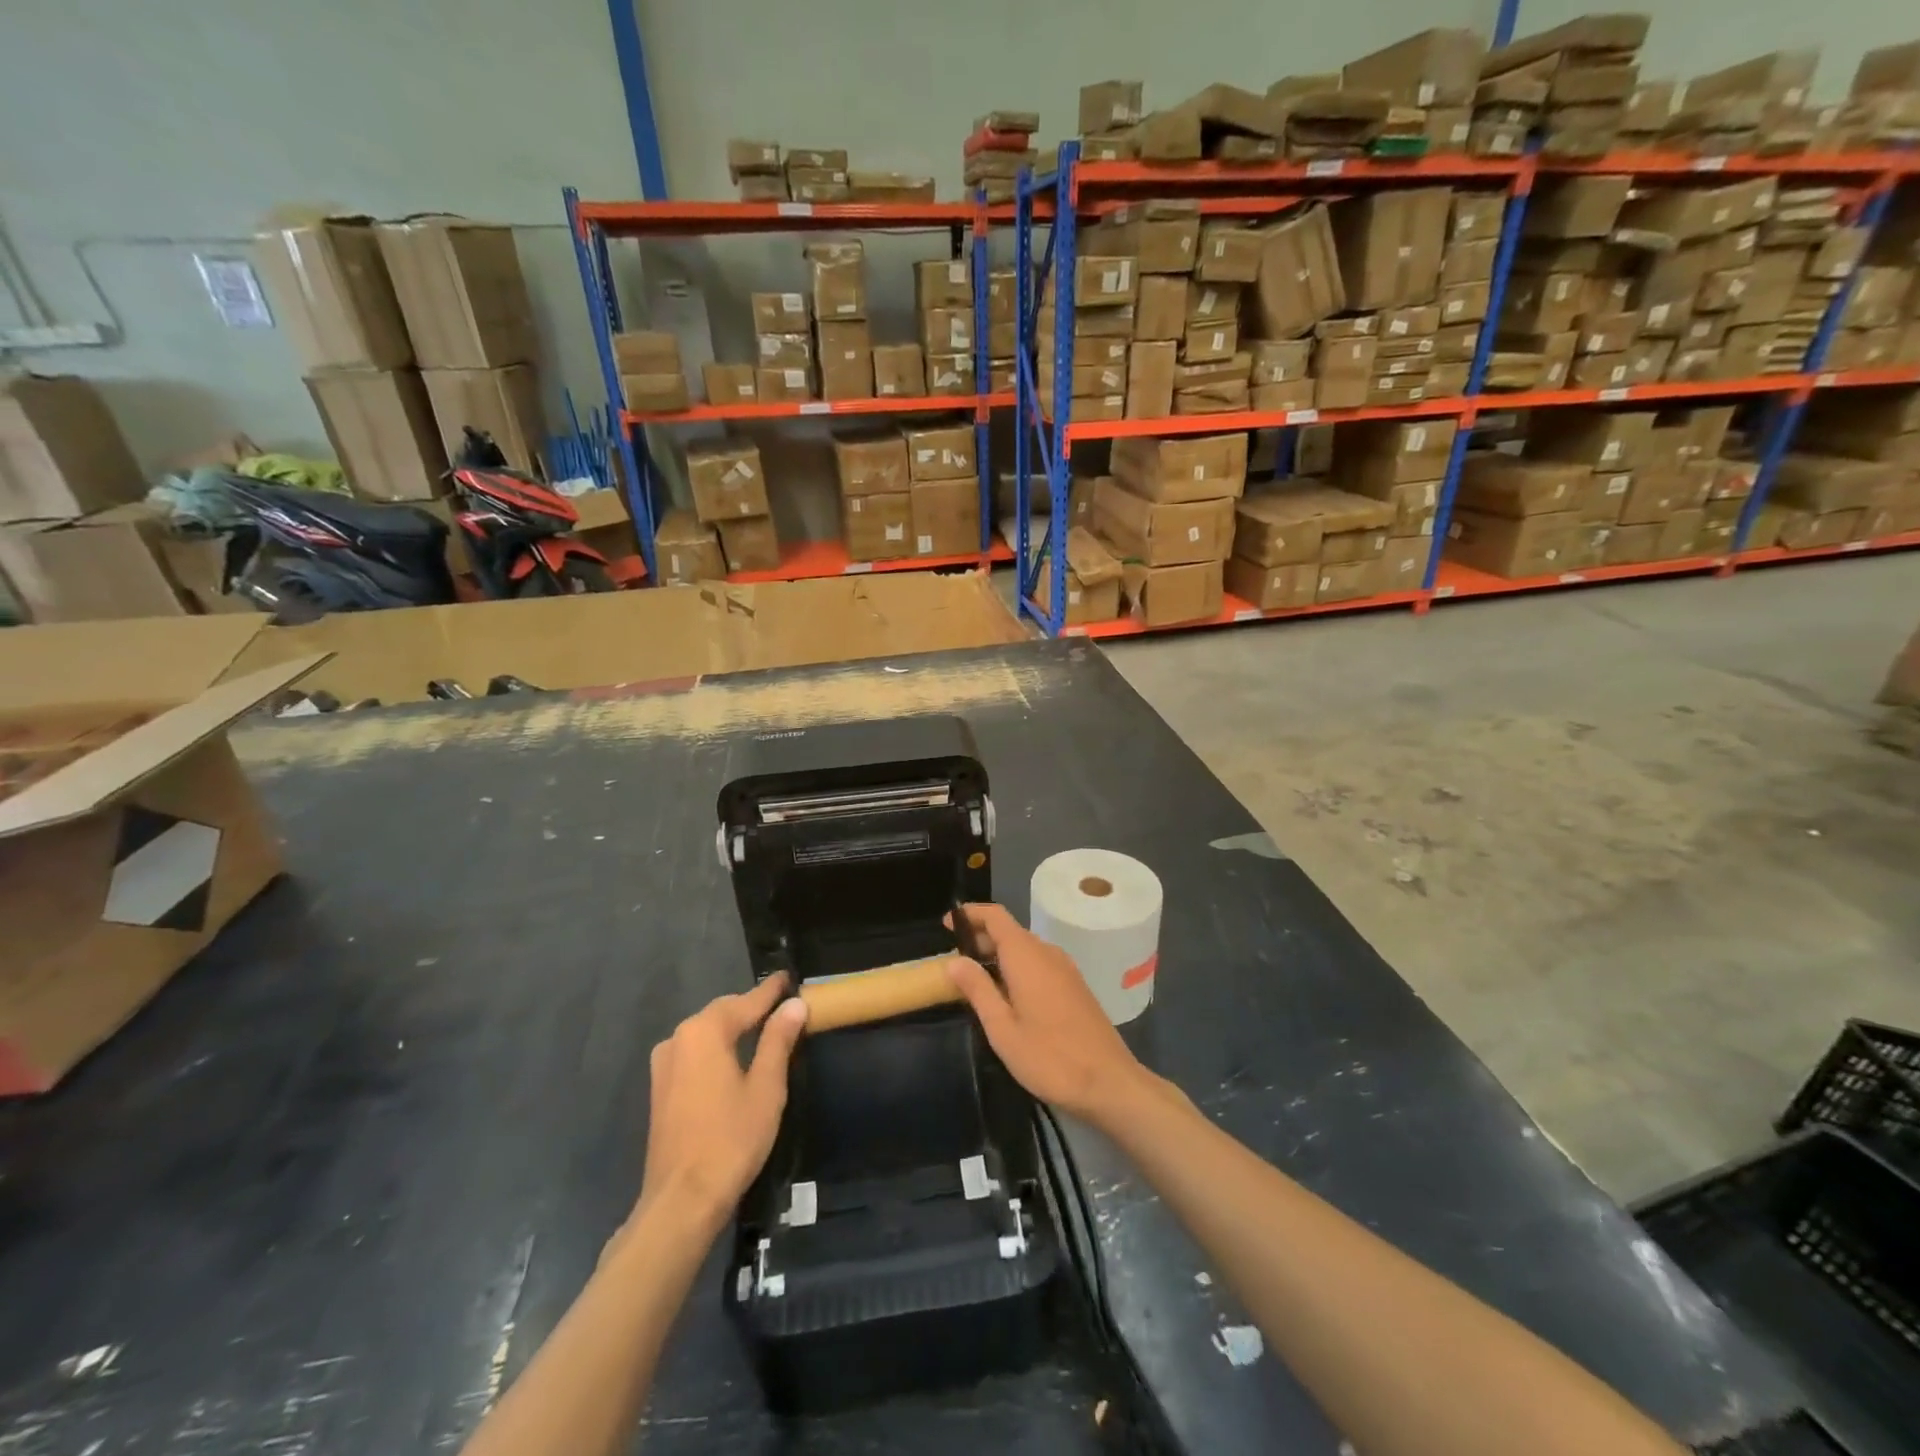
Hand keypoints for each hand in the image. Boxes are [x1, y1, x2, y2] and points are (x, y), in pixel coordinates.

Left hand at [637, 974, 808, 1230]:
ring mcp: (664, 1064)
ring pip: (707, 1033)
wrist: (681, 1201)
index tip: (789, 977)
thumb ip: (778, 1040)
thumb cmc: (731, 1139)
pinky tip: (735, 1058)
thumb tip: (794, 1004)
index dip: (771, 991)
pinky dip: (718, 1048)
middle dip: (752, 1008)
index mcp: (704, 1032)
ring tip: (764, 1029)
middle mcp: (678, 1038)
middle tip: (783, 1005)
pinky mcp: (660, 1088)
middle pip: (723, 1013)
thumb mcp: (766, 1087)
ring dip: (734, 1028)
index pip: (746, 1001)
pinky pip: (695, 1053)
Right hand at [945, 903, 1152, 1126]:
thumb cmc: (1049, 1057)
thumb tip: (954, 961)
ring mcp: (1065, 968)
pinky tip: (1008, 995)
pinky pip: (1039, 963)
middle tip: (955, 961)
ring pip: (1025, 948)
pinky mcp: (1075, 985)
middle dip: (981, 938)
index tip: (948, 925)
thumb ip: (978, 990)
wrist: (1109, 1082)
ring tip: (976, 980)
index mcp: (1027, 956)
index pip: (995, 916)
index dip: (970, 914)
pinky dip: (1017, 967)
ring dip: (999, 954)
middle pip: (1010, 931)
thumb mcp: (1002, 1028)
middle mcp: (1047, 953)